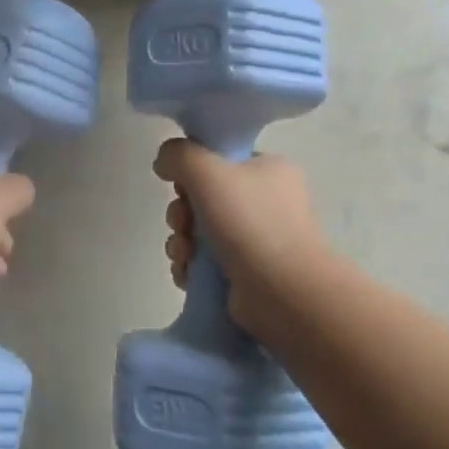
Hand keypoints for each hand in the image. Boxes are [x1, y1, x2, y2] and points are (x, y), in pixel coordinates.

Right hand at [154, 139, 326, 334]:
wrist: (284, 293)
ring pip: (200, 232)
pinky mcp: (247, 274)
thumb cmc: (249, 223)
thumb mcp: (207, 171)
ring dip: (181, 242)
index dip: (193, 172)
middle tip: (182, 224)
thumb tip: (164, 162)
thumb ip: (178, 155)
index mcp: (270, 171)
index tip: (182, 187)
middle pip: (204, 198)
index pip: (221, 161)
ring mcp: (258, 241)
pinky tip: (188, 274)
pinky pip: (205, 262)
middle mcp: (267, 203)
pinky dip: (191, 267)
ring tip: (185, 255)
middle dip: (182, 213)